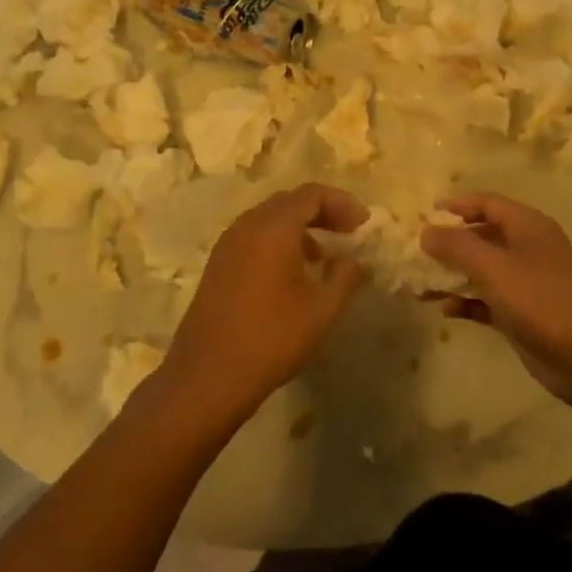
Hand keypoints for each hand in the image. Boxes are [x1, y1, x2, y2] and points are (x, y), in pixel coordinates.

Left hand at [163, 183, 368, 424]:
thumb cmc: (271, 339)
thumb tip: (351, 260)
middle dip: (322, 211)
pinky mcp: (218, 265)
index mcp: (272, 228)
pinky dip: (279, 241)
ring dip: (300, 227)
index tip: (363, 224)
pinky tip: (292, 273)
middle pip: (289, 201)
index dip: (342, 203)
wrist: (208, 376)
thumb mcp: (322, 310)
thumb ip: (345, 277)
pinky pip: (254, 237)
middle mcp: (246, 226)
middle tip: (348, 232)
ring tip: (323, 255)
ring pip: (269, 219)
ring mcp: (227, 245)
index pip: (311, 194)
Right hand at [421, 193, 571, 409]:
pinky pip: (487, 301)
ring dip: (452, 277)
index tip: (424, 216)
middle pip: (481, 237)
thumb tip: (426, 230)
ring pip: (481, 272)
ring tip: (419, 288)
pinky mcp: (523, 315)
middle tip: (415, 255)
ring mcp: (526, 284)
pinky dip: (467, 303)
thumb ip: (457, 246)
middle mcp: (526, 249)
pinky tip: (446, 312)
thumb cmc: (542, 299)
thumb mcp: (494, 267)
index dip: (456, 206)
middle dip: (449, 245)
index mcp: (526, 226)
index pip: (486, 203)